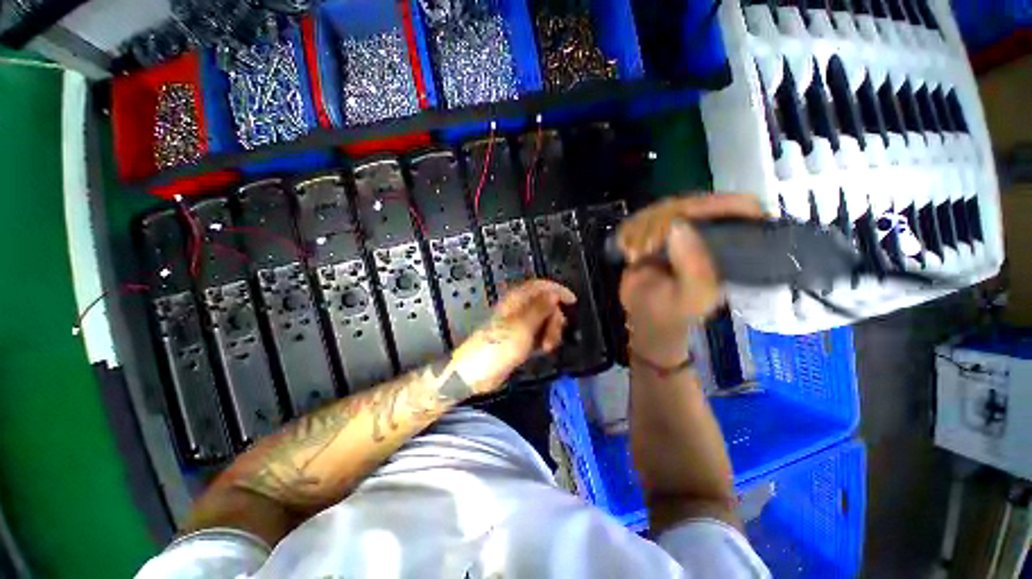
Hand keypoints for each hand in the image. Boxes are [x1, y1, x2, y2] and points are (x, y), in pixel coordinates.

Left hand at [452, 280, 575, 393]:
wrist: (477, 373)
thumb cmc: (498, 346)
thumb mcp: (522, 326)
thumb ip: (540, 309)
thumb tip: (553, 294)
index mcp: (516, 301)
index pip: (540, 286)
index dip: (557, 290)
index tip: (572, 302)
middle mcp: (519, 310)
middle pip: (545, 305)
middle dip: (554, 319)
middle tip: (554, 335)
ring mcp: (519, 325)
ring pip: (544, 321)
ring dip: (551, 332)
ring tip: (547, 347)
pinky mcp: (520, 340)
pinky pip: (538, 334)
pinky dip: (544, 340)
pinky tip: (544, 350)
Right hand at [617, 194, 764, 366]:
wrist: (645, 318)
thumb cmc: (674, 312)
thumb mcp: (692, 296)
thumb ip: (693, 266)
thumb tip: (678, 224)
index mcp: (732, 247)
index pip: (742, 209)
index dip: (721, 205)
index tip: (686, 218)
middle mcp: (709, 233)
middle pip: (692, 203)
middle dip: (661, 223)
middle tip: (645, 248)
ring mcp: (679, 231)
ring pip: (661, 208)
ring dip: (640, 231)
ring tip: (634, 255)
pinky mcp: (654, 233)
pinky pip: (640, 218)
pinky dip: (627, 232)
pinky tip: (626, 250)